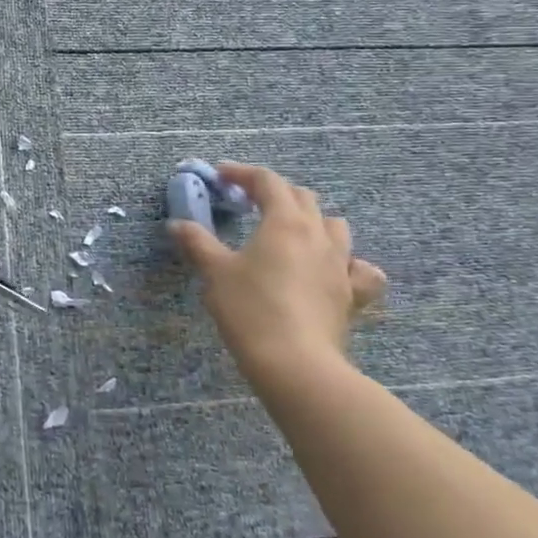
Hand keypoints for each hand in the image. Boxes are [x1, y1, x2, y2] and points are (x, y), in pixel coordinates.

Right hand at [168, 162, 385, 385]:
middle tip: (248, 202)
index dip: (243, 173)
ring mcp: (340, 265)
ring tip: (289, 231)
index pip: (267, 181)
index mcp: (284, 221)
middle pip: (301, 197)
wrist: (296, 364)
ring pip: (334, 226)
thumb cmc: (250, 309)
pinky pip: (360, 269)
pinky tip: (334, 270)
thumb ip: (197, 242)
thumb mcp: (215, 272)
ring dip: (311, 220)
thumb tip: (177, 224)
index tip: (220, 176)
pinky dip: (348, 262)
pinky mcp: (352, 295)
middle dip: (274, 192)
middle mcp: (318, 235)